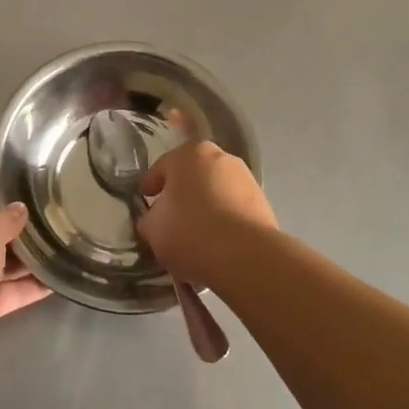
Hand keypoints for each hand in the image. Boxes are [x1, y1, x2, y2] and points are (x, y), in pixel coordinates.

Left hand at [0, 167, 51, 378]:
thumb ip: (7, 217)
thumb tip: (19, 210)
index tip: (21, 170)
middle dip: (17, 220)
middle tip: (53, 209)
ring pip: (0, 261)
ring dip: (28, 256)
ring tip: (63, 242)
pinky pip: (7, 292)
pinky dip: (29, 286)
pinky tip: (57, 279)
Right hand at [137, 141, 278, 288]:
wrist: (245, 256)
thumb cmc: (190, 231)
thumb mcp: (152, 228)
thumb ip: (149, 218)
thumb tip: (156, 218)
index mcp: (189, 153)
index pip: (161, 168)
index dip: (150, 188)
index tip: (145, 204)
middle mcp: (220, 156)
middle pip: (191, 177)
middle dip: (181, 196)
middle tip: (170, 220)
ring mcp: (245, 178)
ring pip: (215, 192)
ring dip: (205, 208)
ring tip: (196, 238)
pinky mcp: (262, 201)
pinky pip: (233, 209)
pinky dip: (224, 221)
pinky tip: (216, 245)